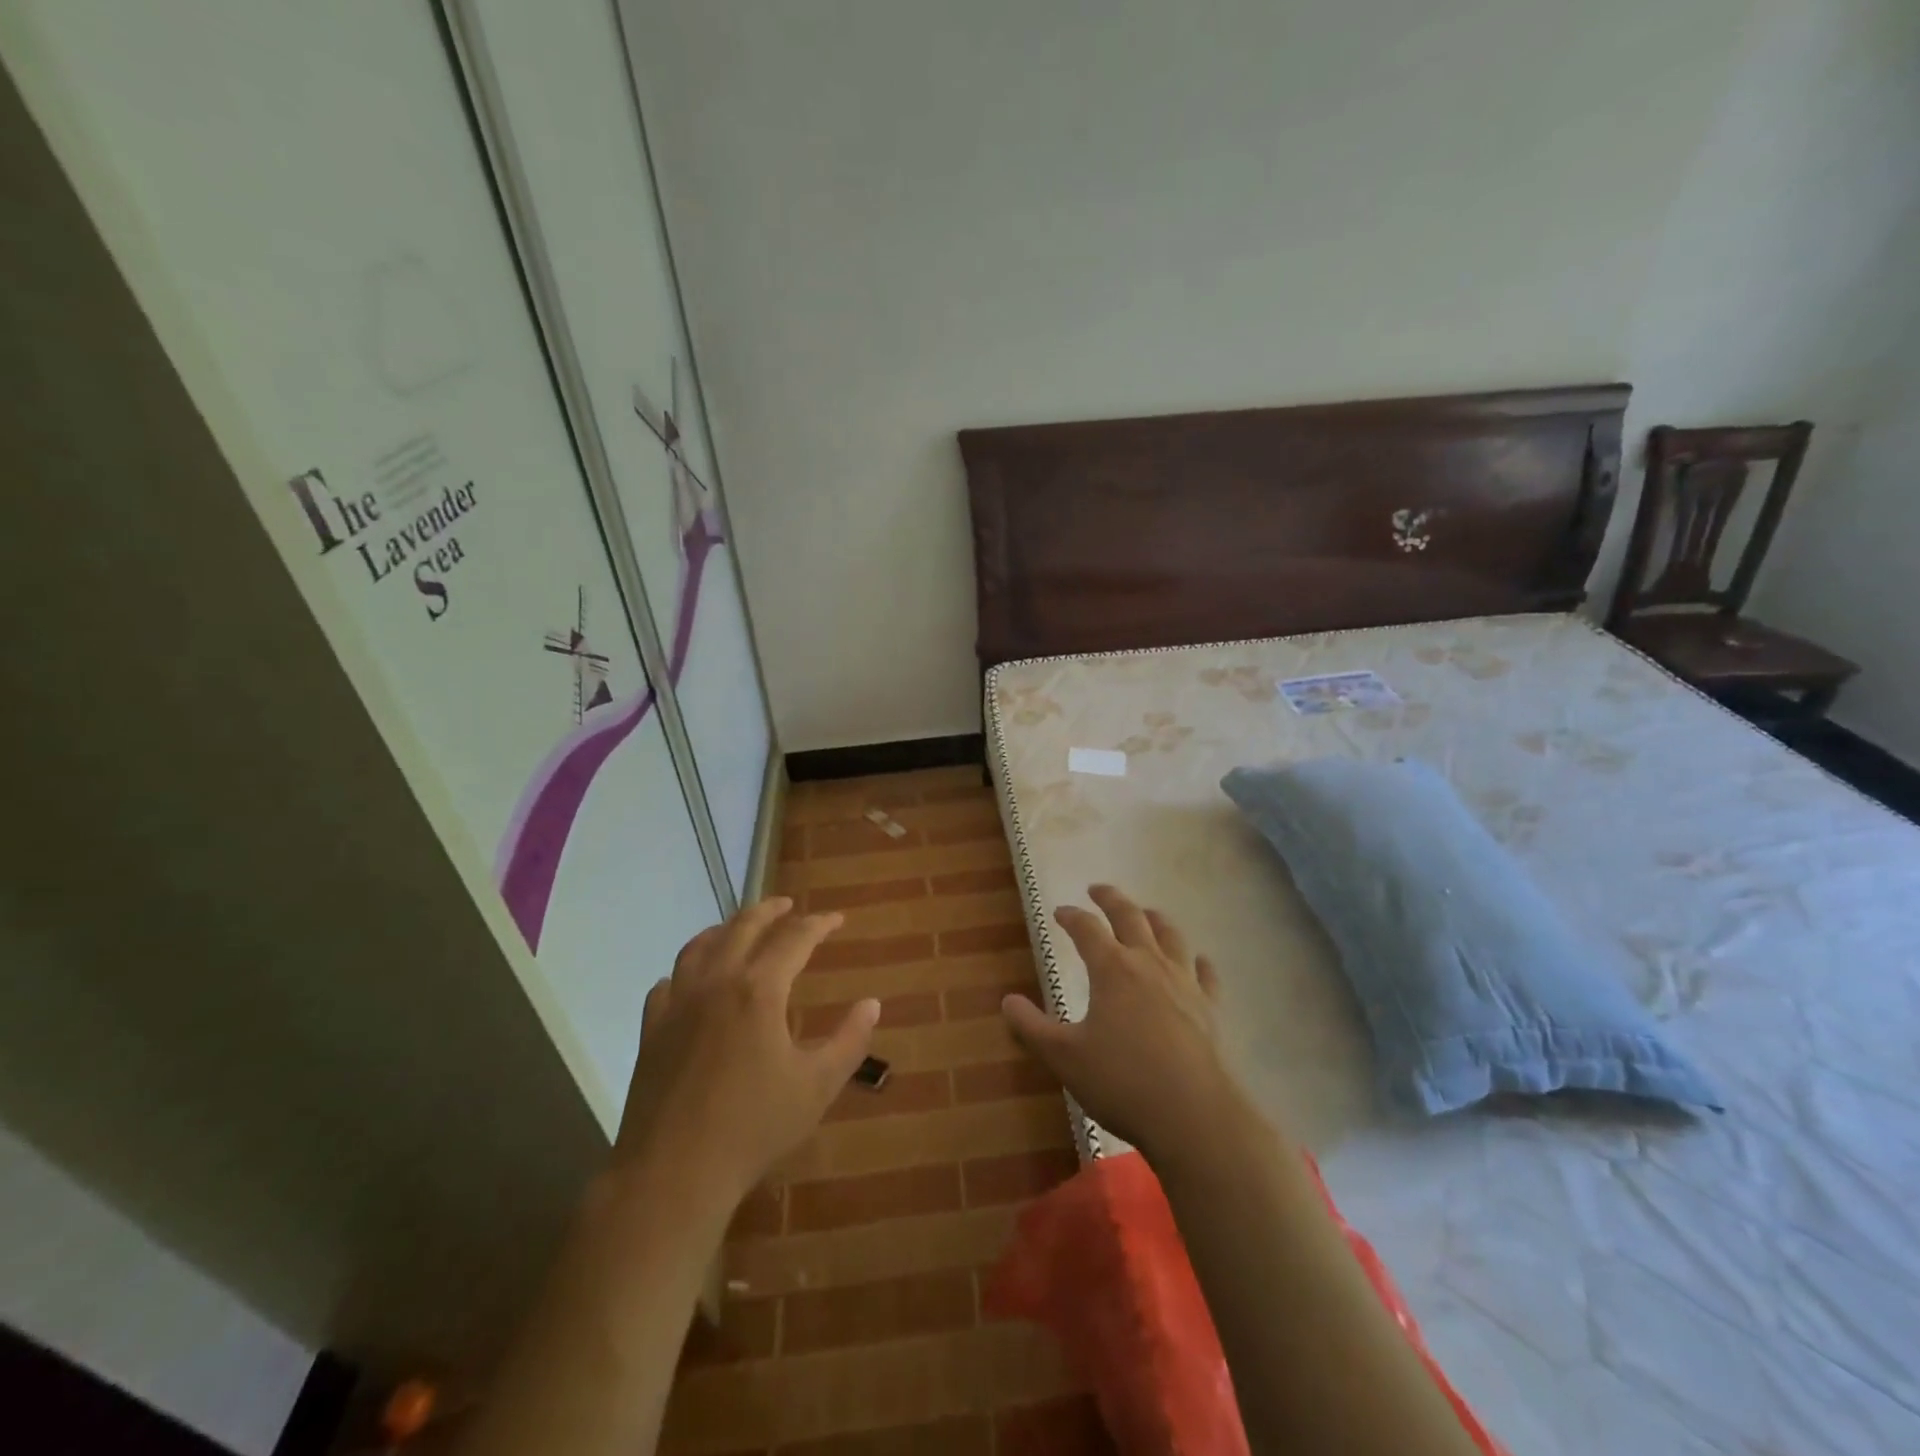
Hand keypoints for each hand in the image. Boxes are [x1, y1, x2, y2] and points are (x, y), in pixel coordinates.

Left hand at [613, 898, 879, 1208]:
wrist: (673, 1174)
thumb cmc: (754, 1127)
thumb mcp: (817, 1086)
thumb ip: (849, 1040)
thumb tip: (872, 1003)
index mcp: (759, 989)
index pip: (795, 938)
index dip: (819, 924)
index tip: (837, 919)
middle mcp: (717, 982)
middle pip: (744, 927)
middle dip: (770, 910)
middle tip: (789, 905)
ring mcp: (678, 1004)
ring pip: (700, 946)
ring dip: (725, 929)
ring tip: (740, 928)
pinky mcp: (651, 1030)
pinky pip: (668, 983)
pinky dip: (686, 970)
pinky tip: (691, 980)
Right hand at [1001, 884, 1247, 1162]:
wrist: (1194, 1115)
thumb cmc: (1122, 1082)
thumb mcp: (1064, 1058)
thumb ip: (1032, 1027)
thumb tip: (1007, 1001)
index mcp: (1112, 969)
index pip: (1087, 929)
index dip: (1071, 916)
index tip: (1059, 912)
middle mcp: (1149, 964)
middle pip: (1130, 917)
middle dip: (1111, 899)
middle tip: (1098, 889)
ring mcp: (1184, 984)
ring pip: (1170, 936)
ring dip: (1155, 919)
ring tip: (1146, 912)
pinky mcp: (1210, 1008)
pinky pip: (1205, 974)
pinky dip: (1198, 962)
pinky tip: (1198, 962)